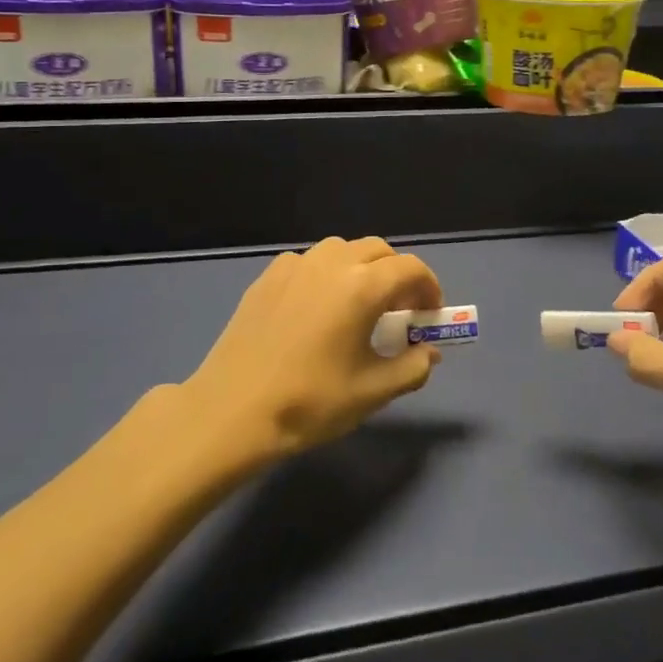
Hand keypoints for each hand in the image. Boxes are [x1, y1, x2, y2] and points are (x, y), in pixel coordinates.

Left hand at [179, 236, 444, 464]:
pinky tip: (319, 308)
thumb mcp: (373, 392)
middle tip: (400, 311)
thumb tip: (428, 351)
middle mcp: (330, 263)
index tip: (430, 316)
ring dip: (363, 269)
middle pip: (379, 251)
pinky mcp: (267, 277)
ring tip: (360, 306)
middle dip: (398, 275)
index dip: (429, 289)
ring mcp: (294, 266)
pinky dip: (328, 274)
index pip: (411, 269)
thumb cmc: (309, 402)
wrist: (232, 411)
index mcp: (361, 286)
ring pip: (343, 250)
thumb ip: (412, 366)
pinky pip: (310, 262)